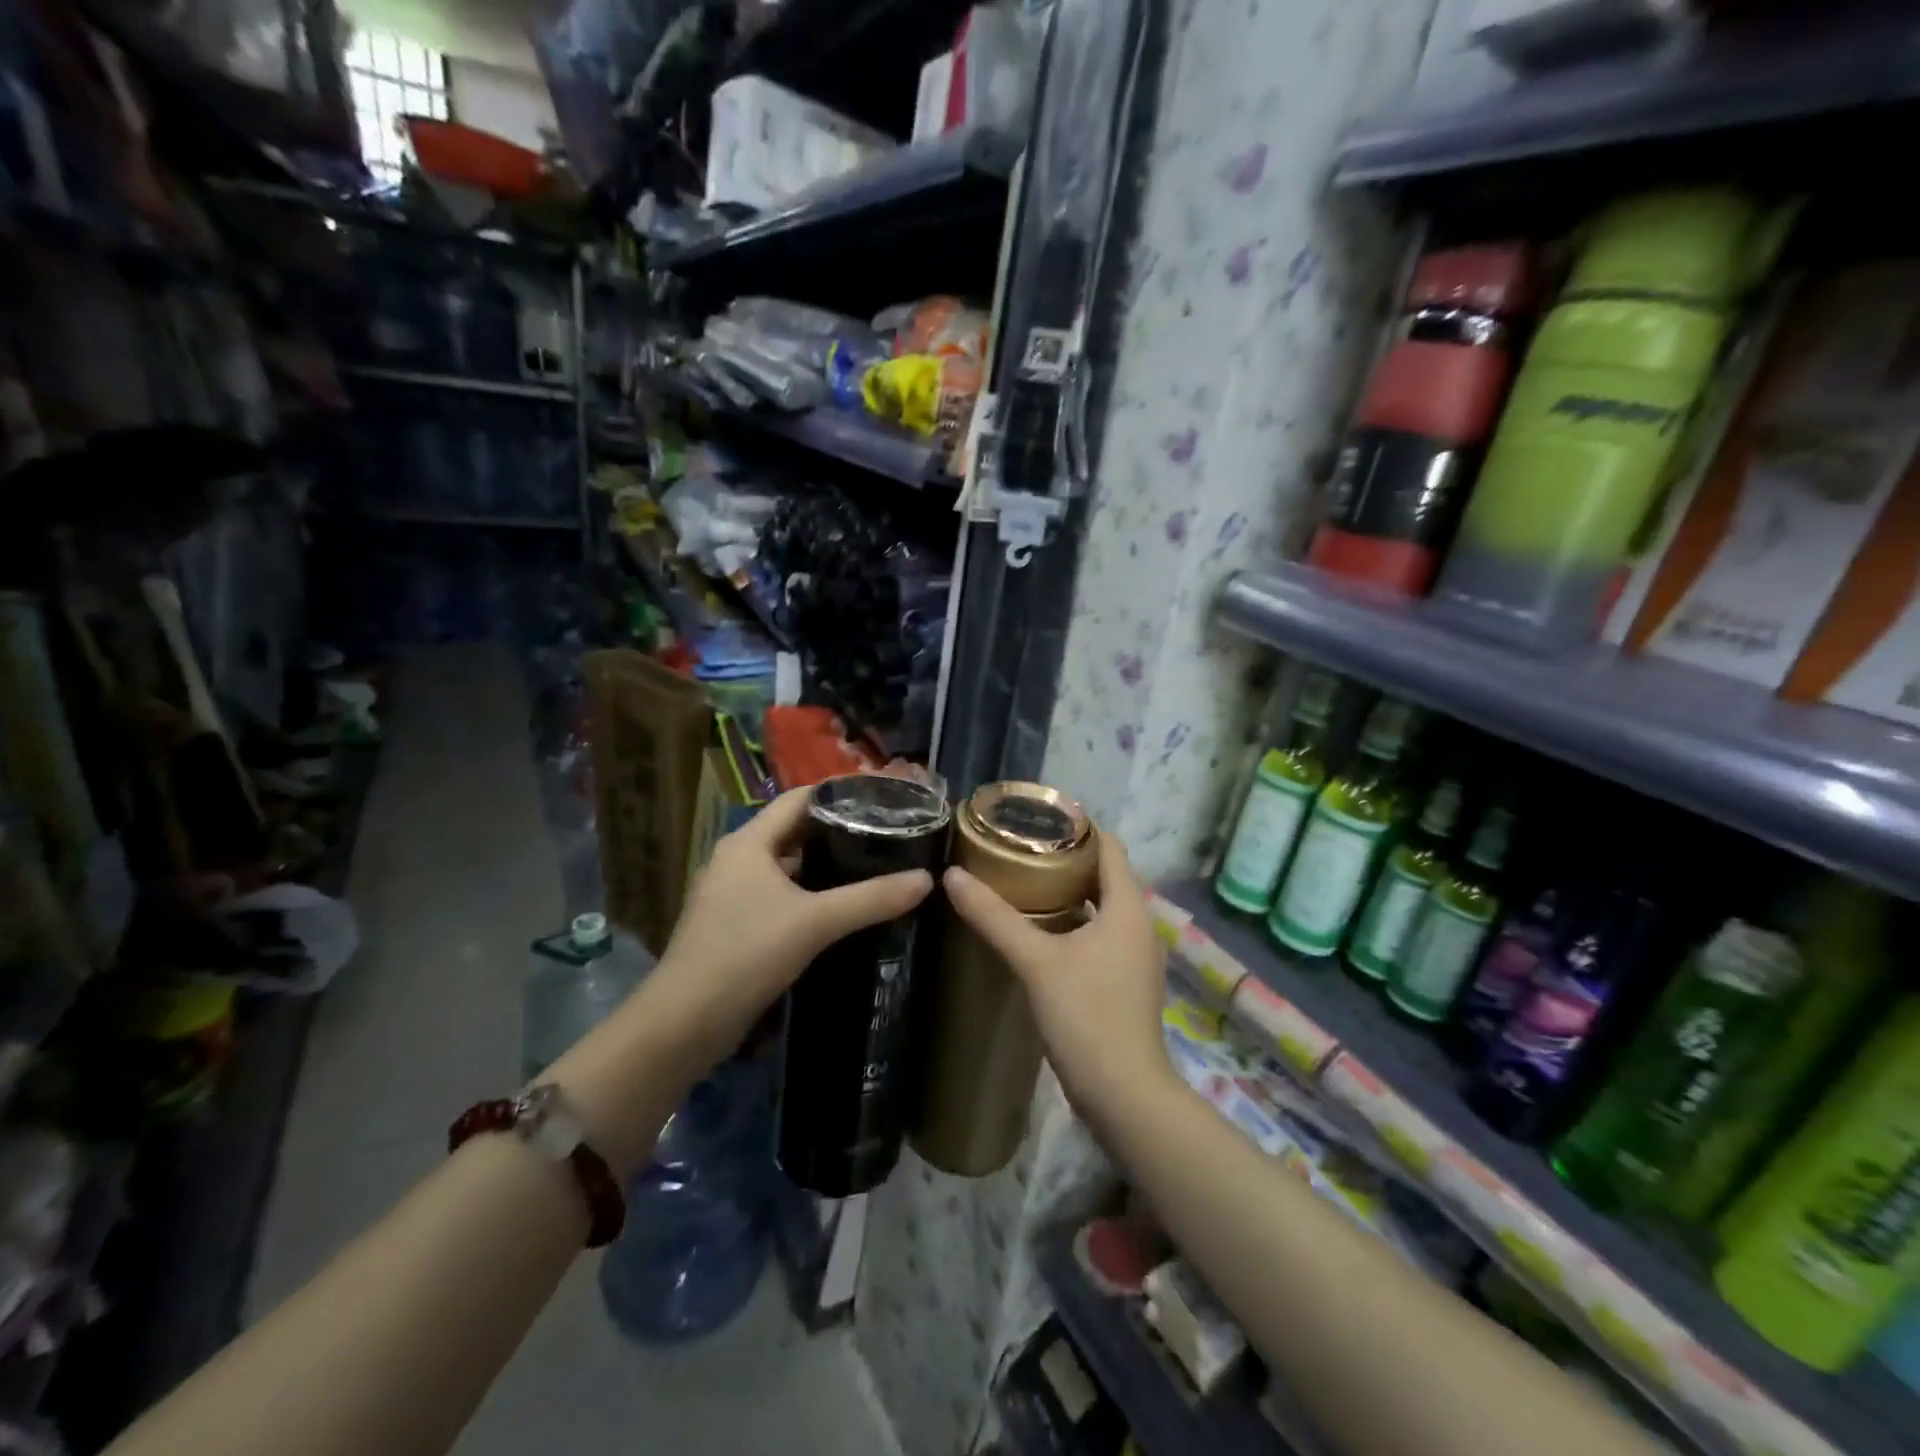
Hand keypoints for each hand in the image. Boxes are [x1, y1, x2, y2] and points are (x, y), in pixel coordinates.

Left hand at [652, 784, 933, 1048]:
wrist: (684, 1023)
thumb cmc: (746, 953)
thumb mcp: (815, 922)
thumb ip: (871, 898)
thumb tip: (926, 879)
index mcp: (748, 842)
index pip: (799, 799)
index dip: (839, 794)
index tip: (882, 797)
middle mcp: (737, 859)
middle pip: (794, 831)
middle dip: (839, 831)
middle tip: (887, 833)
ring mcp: (732, 894)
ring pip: (788, 866)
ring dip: (825, 866)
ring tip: (873, 866)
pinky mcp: (735, 925)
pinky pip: (780, 896)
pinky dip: (810, 894)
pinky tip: (840, 908)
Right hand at [942, 831, 1173, 1116]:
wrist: (1125, 1095)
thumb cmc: (1086, 1016)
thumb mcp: (1035, 961)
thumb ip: (994, 917)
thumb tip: (952, 876)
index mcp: (1128, 907)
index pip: (1109, 845)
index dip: (1078, 826)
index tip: (1036, 818)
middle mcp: (1139, 924)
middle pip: (1105, 874)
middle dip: (1066, 858)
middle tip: (1019, 849)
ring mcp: (1135, 955)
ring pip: (1102, 907)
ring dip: (1069, 892)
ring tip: (1023, 883)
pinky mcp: (1126, 981)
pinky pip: (1100, 934)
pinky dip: (1074, 922)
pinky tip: (1040, 932)